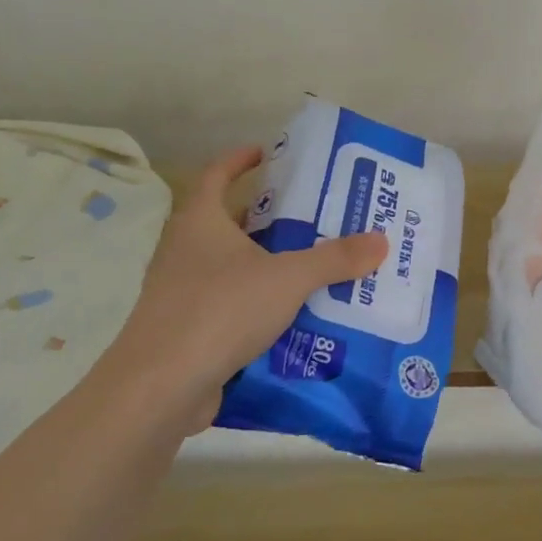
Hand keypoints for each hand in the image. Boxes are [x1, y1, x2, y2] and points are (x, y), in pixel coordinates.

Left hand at [95, 145, 387, 434]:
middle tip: (311, 216)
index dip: (239, 160)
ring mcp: (181, 293)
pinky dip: (258, 305)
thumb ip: (334, 259)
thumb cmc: (220, 310)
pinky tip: (293, 317)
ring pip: (231, 268)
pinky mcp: (187, 331)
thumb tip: (381, 240)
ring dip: (266, 264)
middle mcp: (184, 251)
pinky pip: (230, 306)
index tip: (266, 153)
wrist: (161, 387)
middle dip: (267, 218)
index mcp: (200, 222)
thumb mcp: (287, 278)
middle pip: (228, 223)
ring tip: (312, 266)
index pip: (215, 175)